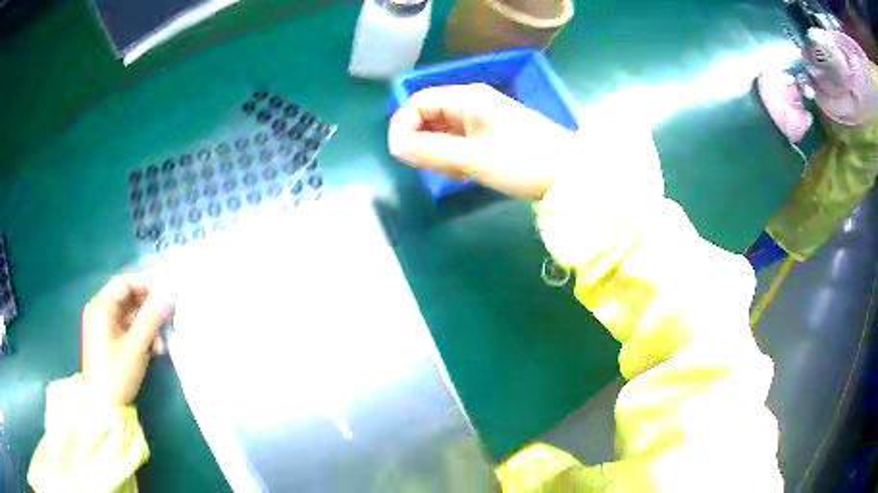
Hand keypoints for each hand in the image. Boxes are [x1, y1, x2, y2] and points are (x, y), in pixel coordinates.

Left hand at [81, 274, 171, 405]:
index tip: (166, 298)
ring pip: (130, 315)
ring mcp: (103, 325)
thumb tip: (168, 296)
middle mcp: (100, 310)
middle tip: (166, 324)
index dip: (146, 286)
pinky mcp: (108, 339)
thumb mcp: (135, 347)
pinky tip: (152, 350)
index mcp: (101, 306)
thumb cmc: (116, 374)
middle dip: (149, 311)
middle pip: (128, 298)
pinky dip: (140, 335)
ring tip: (160, 346)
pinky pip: (127, 327)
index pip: (125, 282)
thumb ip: (151, 319)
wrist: (104, 407)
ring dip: (147, 326)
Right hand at [388, 83, 578, 199]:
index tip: (401, 155)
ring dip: (440, 154)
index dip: (403, 125)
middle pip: (429, 116)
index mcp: (467, 98)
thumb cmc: (522, 161)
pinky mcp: (492, 134)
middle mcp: (472, 102)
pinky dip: (456, 158)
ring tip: (458, 174)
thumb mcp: (472, 158)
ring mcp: (483, 118)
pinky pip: (460, 142)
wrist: (570, 174)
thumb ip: (430, 151)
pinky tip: (468, 174)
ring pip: (443, 131)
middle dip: (424, 143)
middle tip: (435, 170)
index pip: (418, 102)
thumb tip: (395, 146)